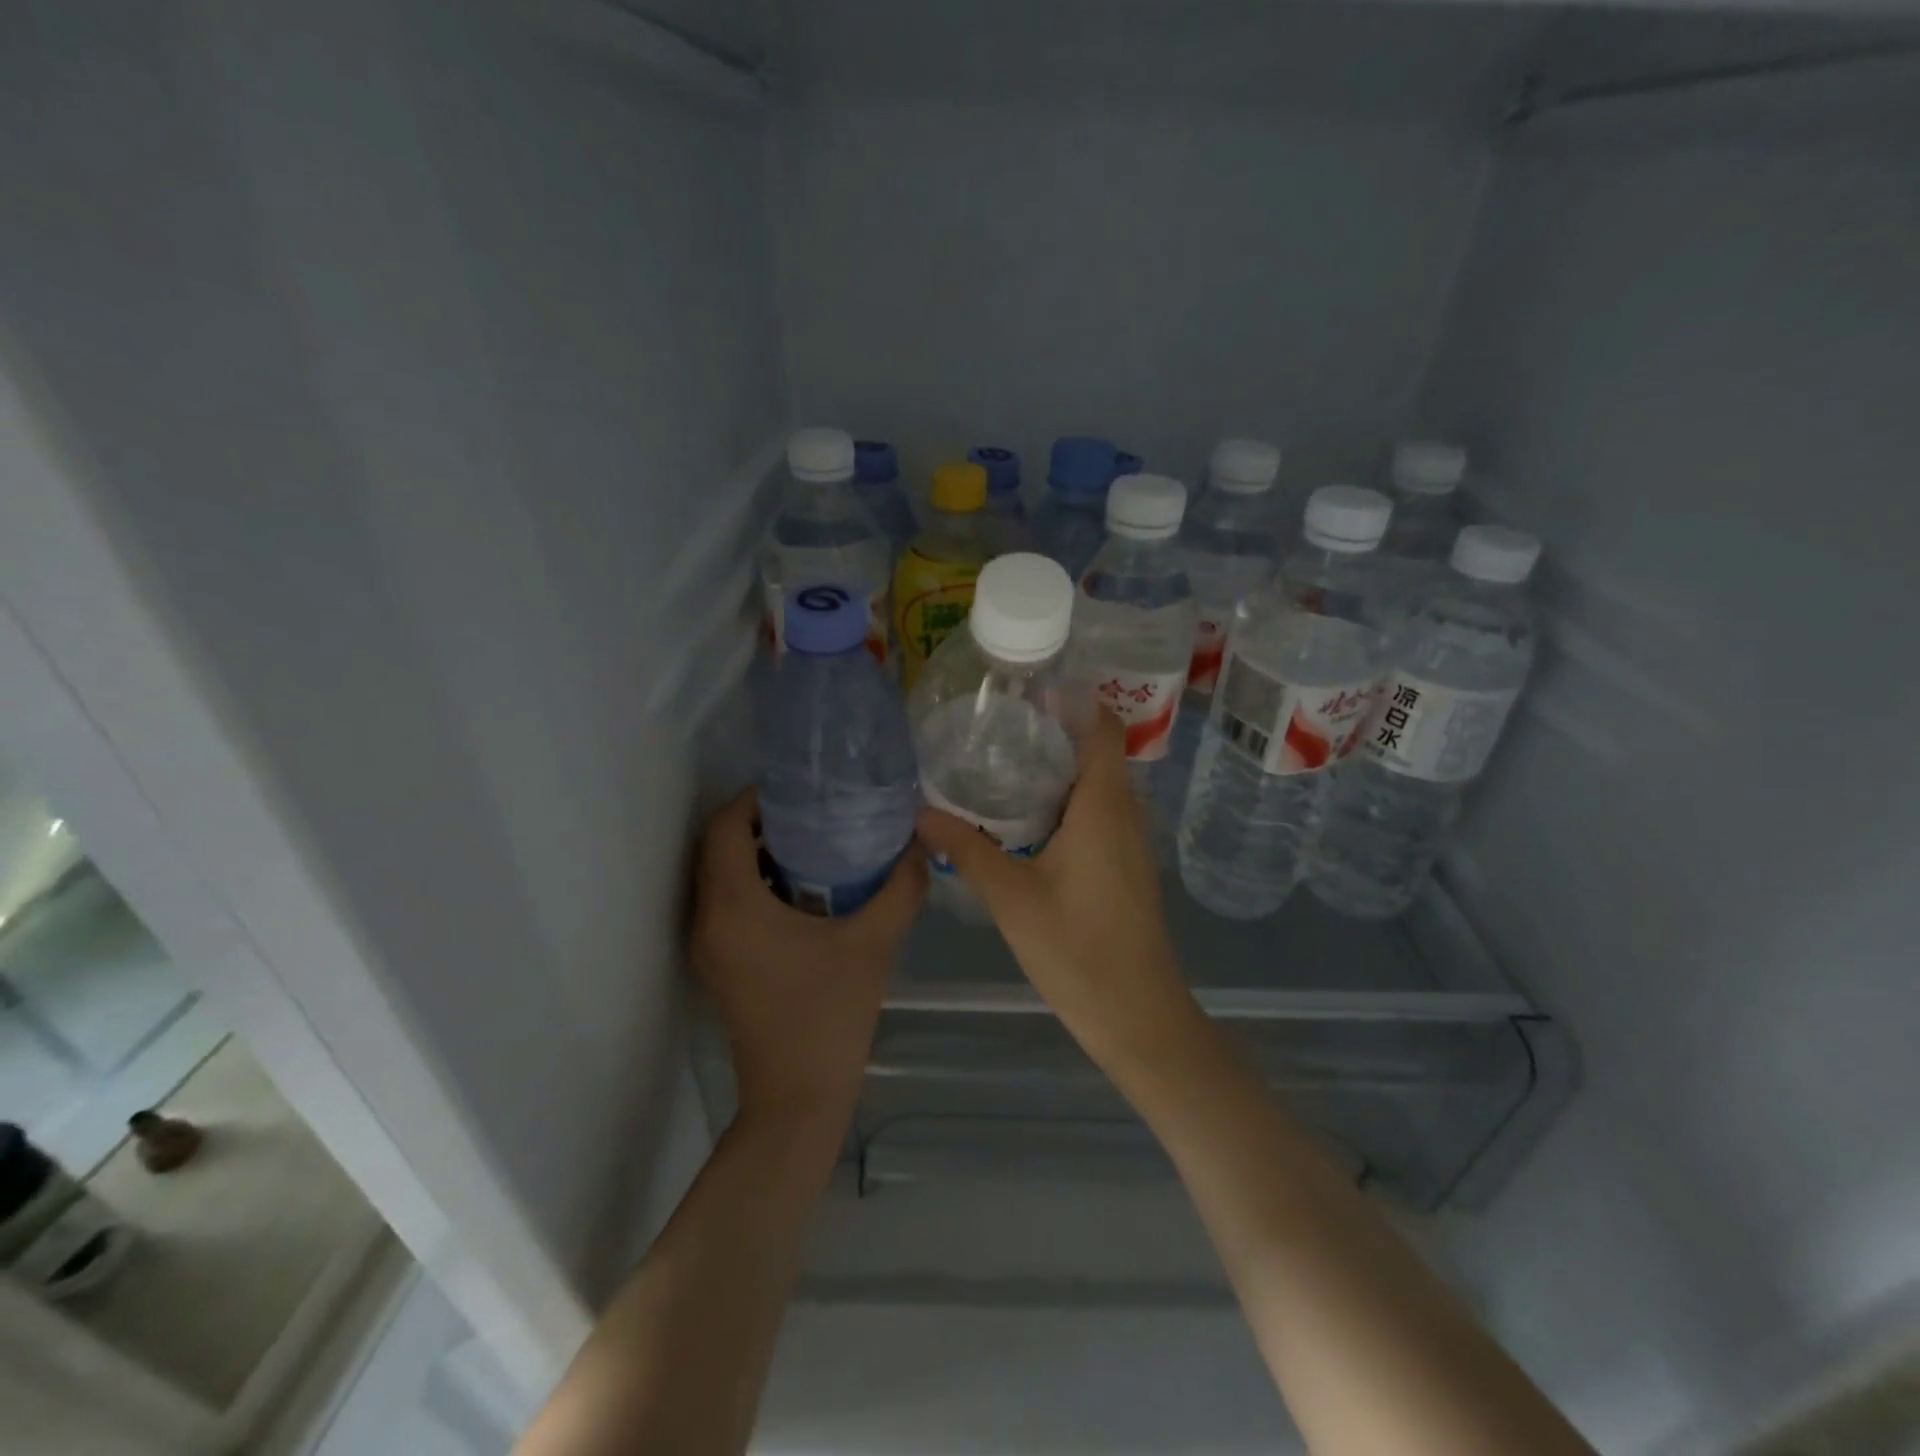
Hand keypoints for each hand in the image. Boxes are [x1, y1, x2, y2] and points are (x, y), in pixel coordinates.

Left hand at [690, 789, 926, 1130]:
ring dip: (755, 853)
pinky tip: (802, 889)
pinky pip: (727, 904)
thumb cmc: (830, 1014)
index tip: (798, 791)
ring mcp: (709, 946)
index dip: (753, 800)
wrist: (798, 1097)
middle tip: (811, 811)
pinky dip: (754, 883)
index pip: (723, 828)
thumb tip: (917, 844)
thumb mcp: (874, 943)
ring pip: (719, 877)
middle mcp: (708, 920)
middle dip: (757, 822)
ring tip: (811, 841)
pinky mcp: (719, 965)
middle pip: (716, 848)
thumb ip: (900, 887)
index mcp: (734, 907)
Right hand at [914, 710, 1200, 1070]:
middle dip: (1050, 731)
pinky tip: (1023, 821)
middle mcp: (1124, 813)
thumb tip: (920, 811)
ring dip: (1055, 769)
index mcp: (1104, 806)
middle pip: (1095, 750)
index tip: (1024, 689)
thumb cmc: (1078, 951)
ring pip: (1095, 784)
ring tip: (1000, 764)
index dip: (1071, 698)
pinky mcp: (1124, 866)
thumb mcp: (1012, 899)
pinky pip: (1096, 813)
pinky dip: (1063, 802)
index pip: (1101, 725)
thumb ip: (967, 850)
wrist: (1139, 1017)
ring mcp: (1129, 841)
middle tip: (994, 725)